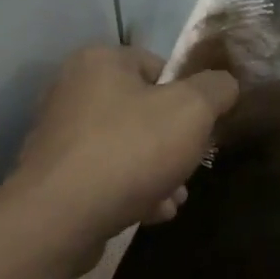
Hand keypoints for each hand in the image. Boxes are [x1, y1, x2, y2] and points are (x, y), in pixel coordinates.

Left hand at [8, 44, 239, 251]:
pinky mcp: (54, 178)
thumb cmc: (130, 151)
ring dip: (157, 174)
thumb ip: (216, 90)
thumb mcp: (191, 111)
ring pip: (125, 149)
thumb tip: (225, 84)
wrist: (61, 216)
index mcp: (98, 62)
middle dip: (173, 145)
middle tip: (190, 170)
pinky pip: (103, 178)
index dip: (187, 96)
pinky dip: (129, 192)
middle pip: (142, 113)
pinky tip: (151, 214)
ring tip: (174, 200)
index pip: (156, 66)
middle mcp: (71, 91)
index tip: (202, 128)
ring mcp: (59, 137)